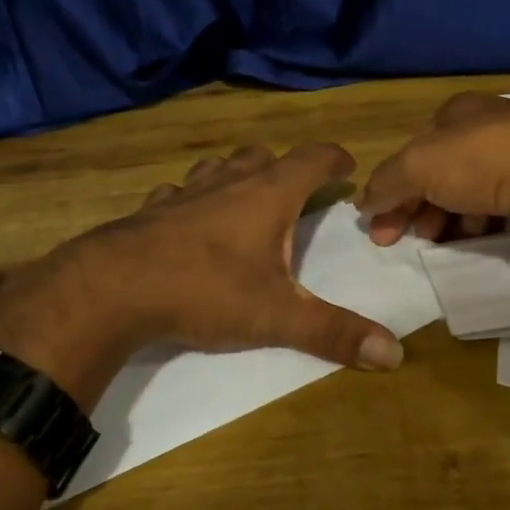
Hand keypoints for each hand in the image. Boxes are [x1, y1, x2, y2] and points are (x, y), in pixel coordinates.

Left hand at [0, 143, 402, 406]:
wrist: (113, 288)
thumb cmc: (205, 290)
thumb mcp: (277, 316)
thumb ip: (334, 332)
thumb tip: (396, 354)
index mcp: (268, 194)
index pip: (313, 159)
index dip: (335, 159)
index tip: (348, 167)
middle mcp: (228, 182)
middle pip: (263, 155)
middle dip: (285, 166)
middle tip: (297, 189)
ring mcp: (185, 192)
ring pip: (218, 166)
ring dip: (237, 174)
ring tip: (245, 196)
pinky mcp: (151, 209)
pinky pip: (178, 191)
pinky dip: (192, 197)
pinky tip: (187, 218)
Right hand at [358, 93, 509, 261]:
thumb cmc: (486, 160)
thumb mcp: (419, 164)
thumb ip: (386, 183)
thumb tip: (364, 204)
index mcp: (458, 113)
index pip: (413, 149)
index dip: (389, 184)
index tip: (375, 222)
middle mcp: (487, 133)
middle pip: (436, 175)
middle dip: (412, 207)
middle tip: (394, 241)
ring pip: (465, 197)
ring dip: (442, 220)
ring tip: (434, 242)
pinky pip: (494, 216)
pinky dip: (476, 229)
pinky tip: (470, 242)